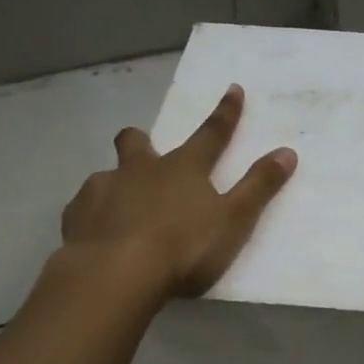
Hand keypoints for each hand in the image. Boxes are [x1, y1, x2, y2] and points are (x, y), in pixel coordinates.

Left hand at [61, 84, 296, 298]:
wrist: (115, 274)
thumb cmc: (182, 247)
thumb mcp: (234, 219)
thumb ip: (259, 186)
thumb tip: (287, 152)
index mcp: (182, 168)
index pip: (211, 134)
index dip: (225, 113)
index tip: (233, 89)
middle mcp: (139, 170)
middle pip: (137, 143)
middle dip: (142, 141)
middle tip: (146, 153)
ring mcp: (102, 190)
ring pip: (106, 175)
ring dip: (115, 184)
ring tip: (122, 208)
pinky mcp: (76, 217)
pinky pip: (83, 207)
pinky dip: (93, 214)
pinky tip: (96, 233)